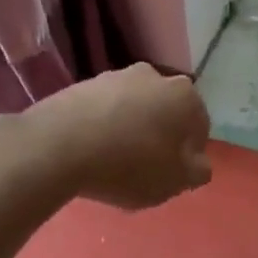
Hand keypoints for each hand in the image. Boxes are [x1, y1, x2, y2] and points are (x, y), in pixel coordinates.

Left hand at [28, 64, 212, 209]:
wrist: (57, 146)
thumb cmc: (129, 165)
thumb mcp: (174, 181)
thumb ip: (197, 171)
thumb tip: (199, 164)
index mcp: (184, 96)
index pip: (200, 126)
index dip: (189, 153)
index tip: (172, 174)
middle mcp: (154, 76)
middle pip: (166, 111)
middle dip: (160, 135)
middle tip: (145, 167)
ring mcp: (115, 76)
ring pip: (134, 107)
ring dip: (131, 128)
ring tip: (114, 160)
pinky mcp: (82, 84)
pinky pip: (103, 109)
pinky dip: (103, 126)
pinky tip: (91, 150)